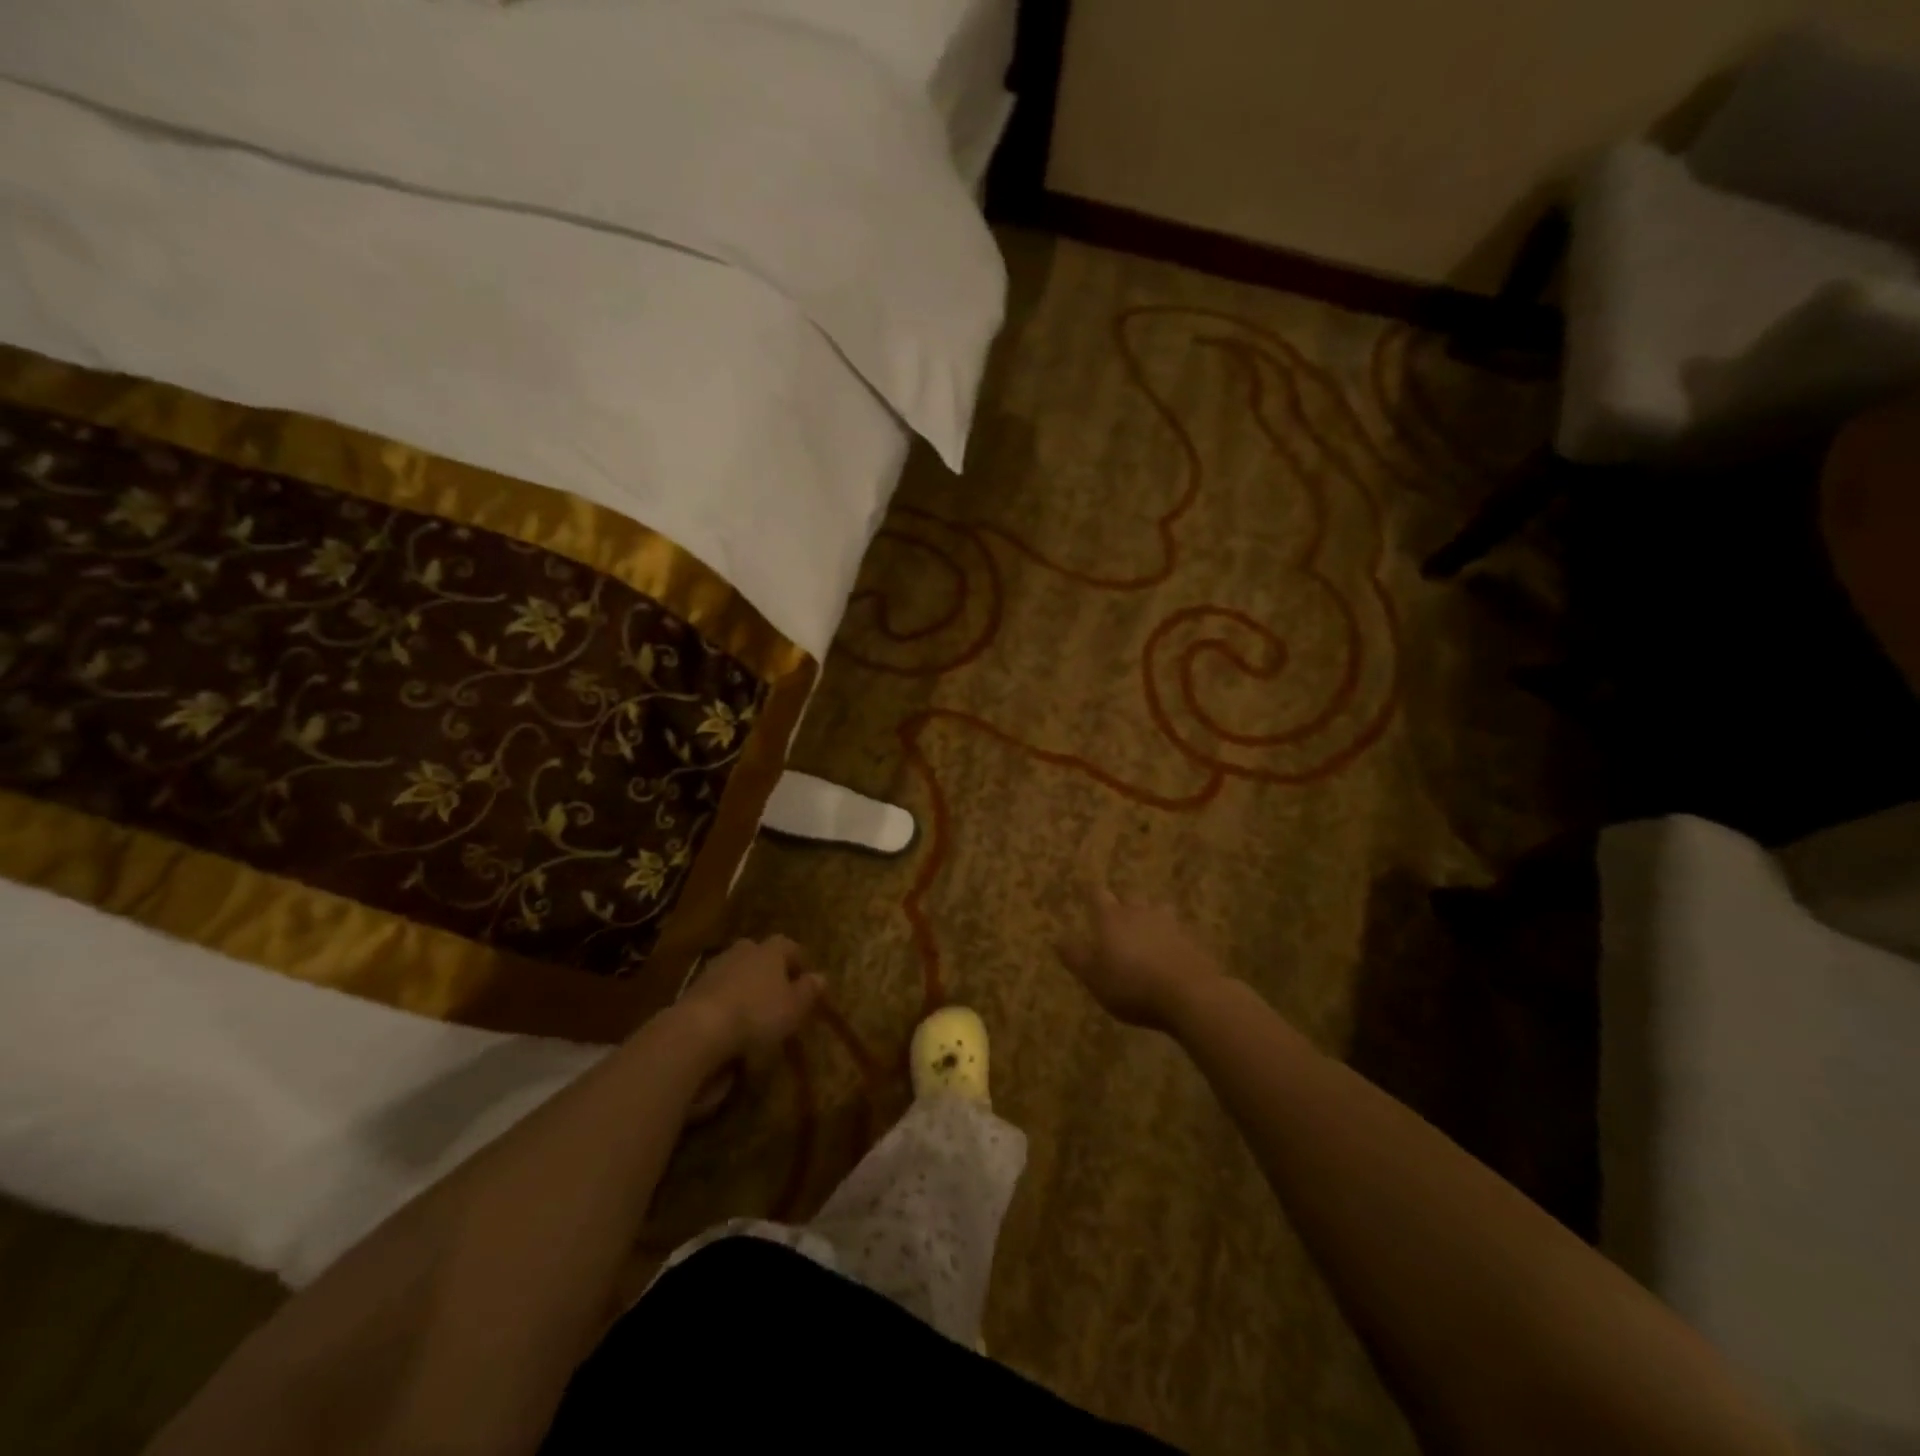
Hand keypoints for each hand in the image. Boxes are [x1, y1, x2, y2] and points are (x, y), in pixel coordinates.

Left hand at [679, 935, 824, 1066]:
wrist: (699, 1028)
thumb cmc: (758, 1013)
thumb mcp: (794, 1008)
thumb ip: (808, 991)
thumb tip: (821, 977)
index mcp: (771, 949)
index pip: (790, 947)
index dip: (799, 963)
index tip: (806, 981)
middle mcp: (744, 950)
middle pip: (761, 956)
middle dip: (770, 971)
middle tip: (779, 994)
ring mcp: (716, 966)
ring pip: (738, 971)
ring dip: (747, 986)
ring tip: (754, 1011)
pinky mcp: (695, 987)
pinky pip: (719, 990)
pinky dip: (727, 1001)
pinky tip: (731, 1022)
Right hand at [1055, 886, 1221, 1032]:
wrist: (1189, 995)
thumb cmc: (1131, 985)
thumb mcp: (1093, 977)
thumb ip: (1075, 957)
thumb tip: (1056, 938)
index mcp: (1112, 918)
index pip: (1098, 894)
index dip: (1091, 893)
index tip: (1086, 891)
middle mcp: (1140, 913)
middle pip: (1130, 898)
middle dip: (1122, 905)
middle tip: (1116, 916)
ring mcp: (1169, 925)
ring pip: (1157, 910)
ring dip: (1150, 917)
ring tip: (1146, 930)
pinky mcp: (1191, 941)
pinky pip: (1176, 932)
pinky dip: (1169, 937)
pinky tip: (1168, 952)